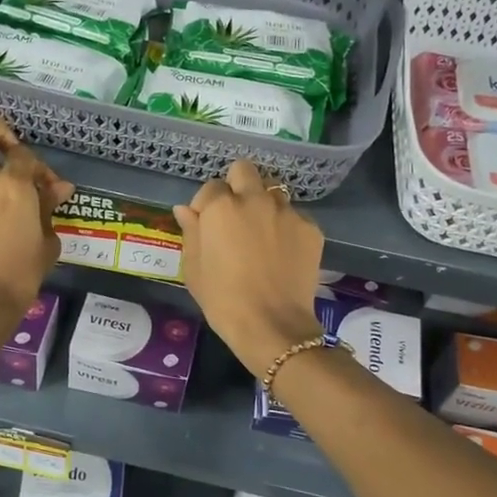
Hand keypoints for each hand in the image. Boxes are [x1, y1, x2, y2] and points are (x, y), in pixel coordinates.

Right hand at [175, 161, 324, 378]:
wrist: (272, 325)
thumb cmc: (223, 300)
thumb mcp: (194, 268)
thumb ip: (191, 232)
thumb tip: (185, 209)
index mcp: (221, 207)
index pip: (210, 187)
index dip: (205, 206)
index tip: (206, 226)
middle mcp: (255, 199)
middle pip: (245, 170)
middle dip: (237, 184)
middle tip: (235, 214)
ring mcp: (286, 211)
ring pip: (273, 190)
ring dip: (264, 203)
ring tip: (262, 231)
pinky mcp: (311, 228)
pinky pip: (295, 215)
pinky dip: (286, 226)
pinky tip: (282, 251)